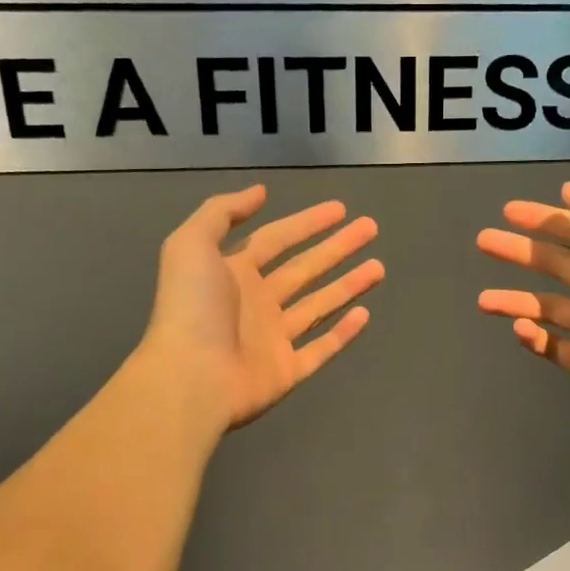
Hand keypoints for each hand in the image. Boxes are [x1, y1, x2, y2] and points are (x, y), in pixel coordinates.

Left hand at [142, 185, 382, 429]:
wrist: (191, 378)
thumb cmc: (192, 308)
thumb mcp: (191, 245)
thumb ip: (221, 212)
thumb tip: (260, 192)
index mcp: (233, 273)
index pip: (277, 239)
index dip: (307, 222)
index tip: (341, 209)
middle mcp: (256, 303)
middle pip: (305, 268)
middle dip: (337, 247)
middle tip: (370, 228)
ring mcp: (273, 339)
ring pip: (318, 305)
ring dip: (348, 285)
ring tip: (379, 267)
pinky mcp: (287, 371)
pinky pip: (321, 349)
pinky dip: (343, 333)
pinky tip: (365, 314)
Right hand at [477, 182, 569, 419]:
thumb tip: (569, 189)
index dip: (543, 218)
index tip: (507, 212)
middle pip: (554, 264)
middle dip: (519, 252)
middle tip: (484, 241)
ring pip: (545, 307)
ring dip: (513, 301)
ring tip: (482, 301)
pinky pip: (551, 346)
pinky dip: (532, 338)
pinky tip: (519, 330)